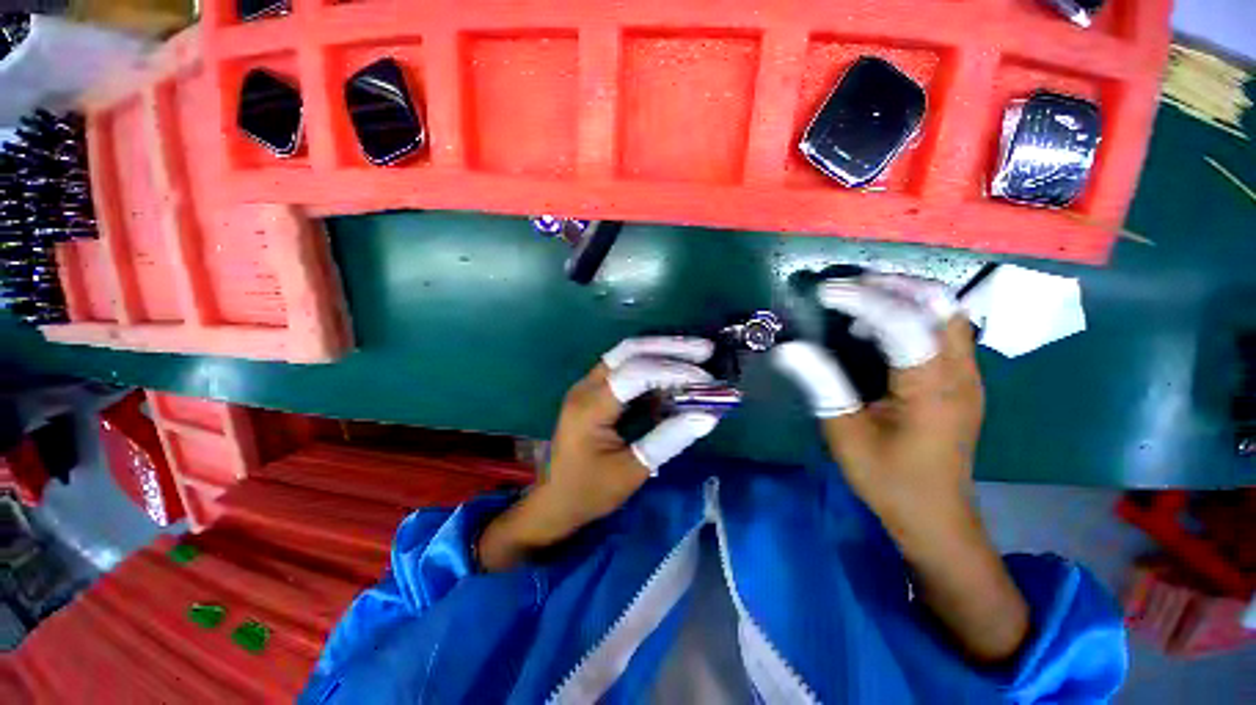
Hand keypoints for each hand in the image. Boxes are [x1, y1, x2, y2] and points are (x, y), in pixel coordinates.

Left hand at [478, 337, 720, 570]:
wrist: (554, 500)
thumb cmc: (589, 491)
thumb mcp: (631, 472)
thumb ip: (668, 440)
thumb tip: (707, 415)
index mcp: (590, 407)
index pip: (635, 373)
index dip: (673, 371)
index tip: (706, 380)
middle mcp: (586, 386)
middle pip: (629, 351)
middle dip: (669, 347)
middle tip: (705, 349)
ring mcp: (588, 385)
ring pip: (627, 354)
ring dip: (662, 350)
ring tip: (696, 353)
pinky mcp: (595, 390)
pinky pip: (626, 367)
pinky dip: (653, 365)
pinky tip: (674, 370)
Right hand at [773, 274, 1026, 662]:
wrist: (935, 515)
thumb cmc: (888, 478)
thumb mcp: (845, 433)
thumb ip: (821, 384)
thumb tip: (789, 348)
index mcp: (931, 390)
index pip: (903, 324)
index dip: (863, 300)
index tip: (825, 293)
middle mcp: (960, 374)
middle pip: (940, 305)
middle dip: (892, 285)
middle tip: (847, 287)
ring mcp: (969, 375)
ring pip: (947, 312)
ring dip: (905, 295)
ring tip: (859, 299)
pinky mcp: (963, 380)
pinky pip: (944, 330)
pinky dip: (913, 314)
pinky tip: (878, 329)